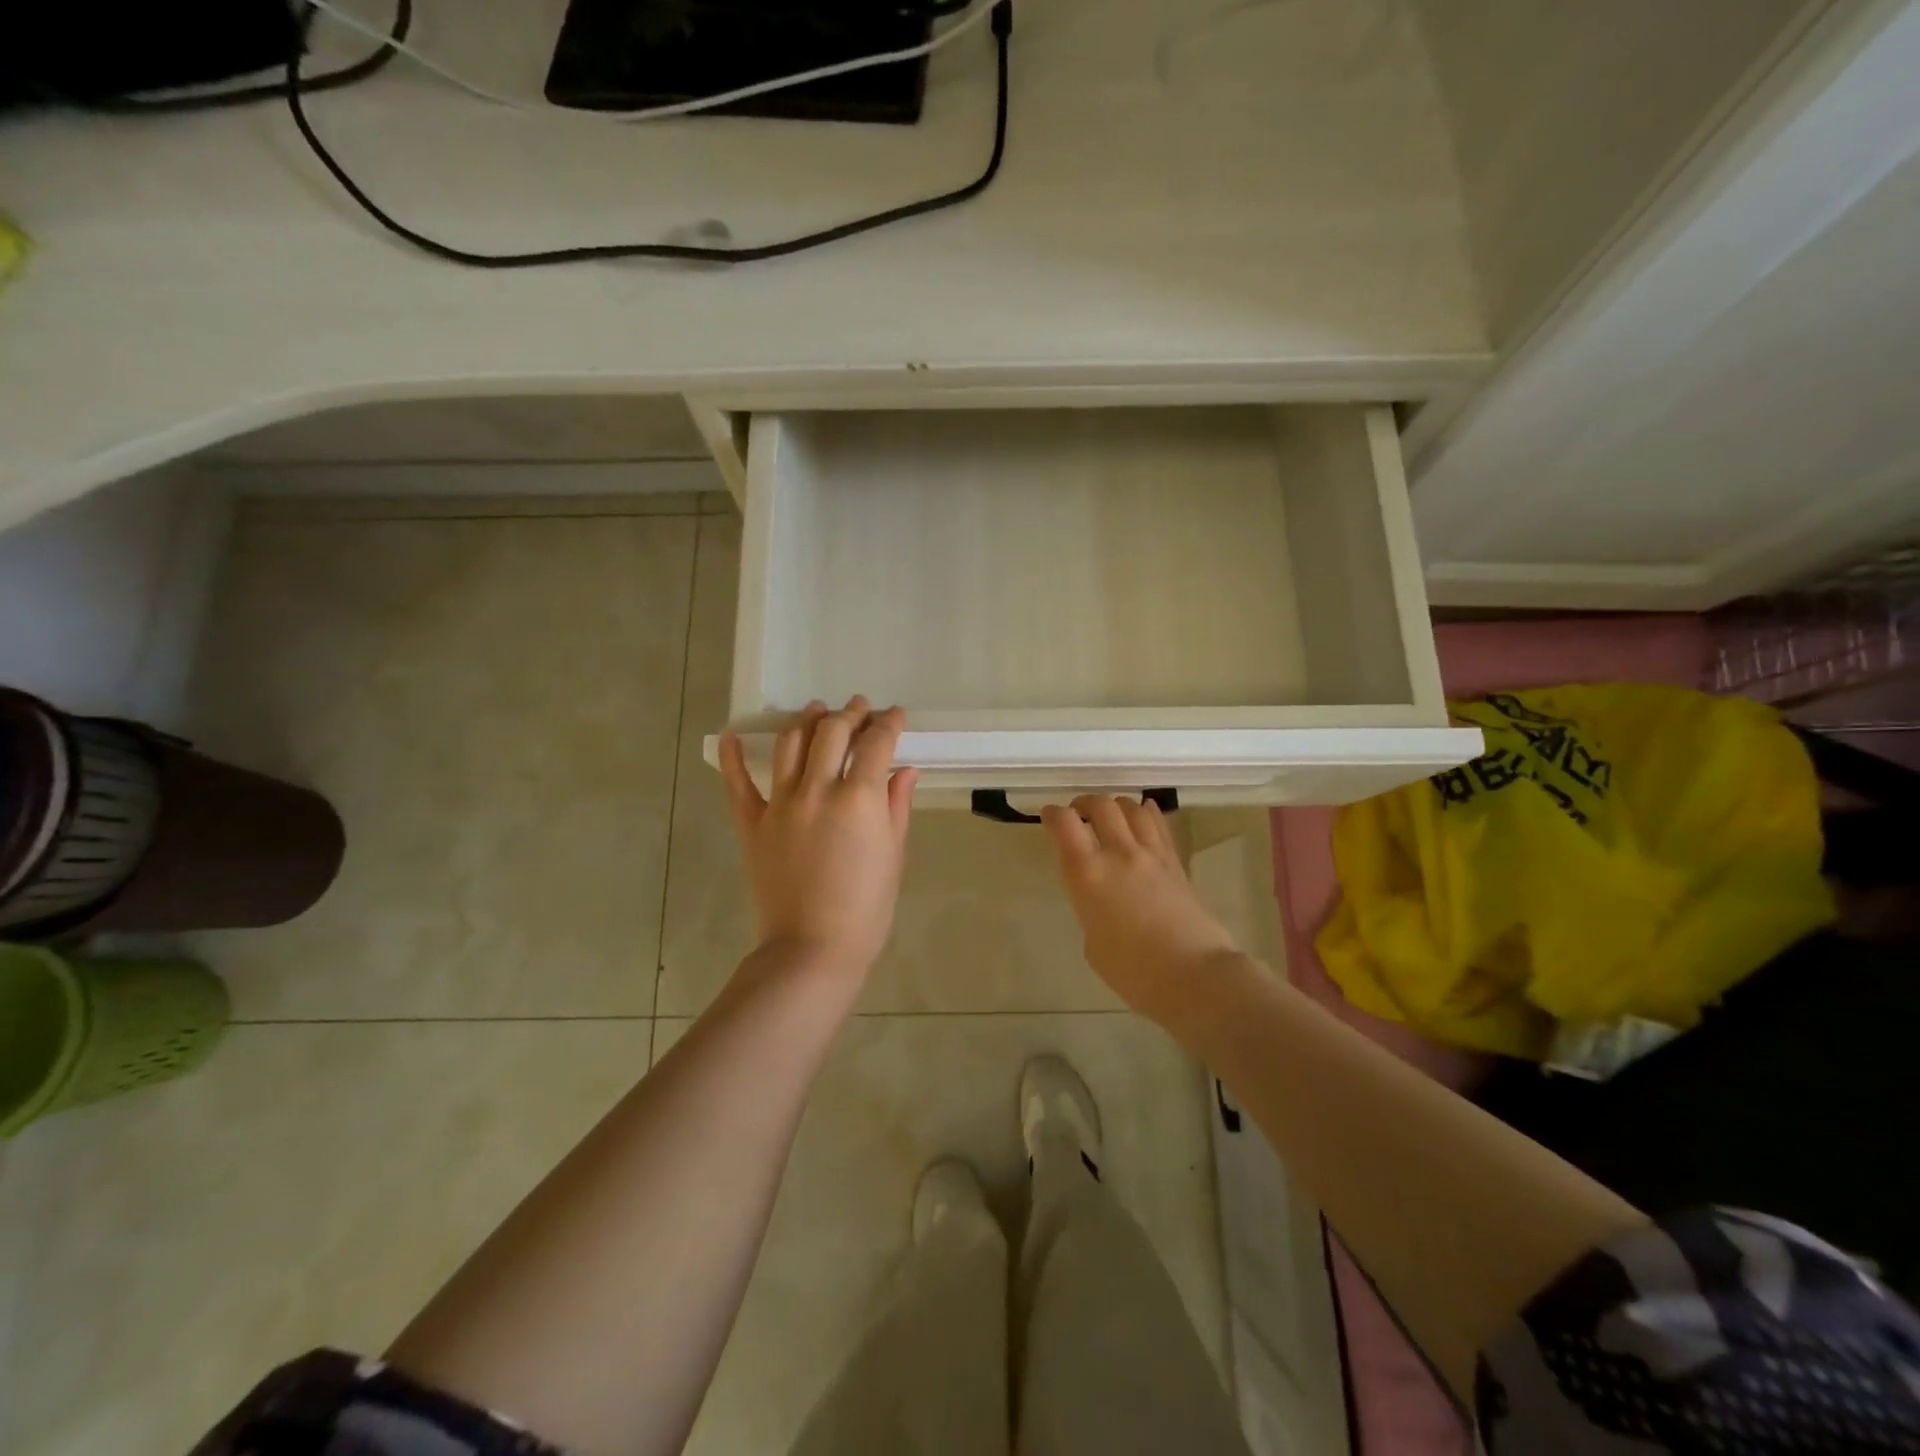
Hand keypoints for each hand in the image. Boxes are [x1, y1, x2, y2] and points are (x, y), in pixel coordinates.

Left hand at [720, 697, 917, 977]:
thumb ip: (896, 806)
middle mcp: (818, 789)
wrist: (812, 949)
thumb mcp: (893, 855)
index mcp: (859, 798)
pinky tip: (733, 737)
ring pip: (791, 744)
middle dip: (850, 714)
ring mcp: (780, 804)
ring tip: (816, 712)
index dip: (888, 723)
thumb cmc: (866, 908)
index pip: (875, 743)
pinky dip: (734, 758)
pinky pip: (738, 784)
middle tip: (860, 709)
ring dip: (806, 721)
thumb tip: (904, 771)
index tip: (894, 716)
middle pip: (832, 732)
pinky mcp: (752, 823)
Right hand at [1041, 795, 1238, 1028]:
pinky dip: (1146, 812)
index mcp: (1087, 874)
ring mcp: (1151, 855)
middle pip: (1100, 805)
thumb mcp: (1092, 941)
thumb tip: (1101, 898)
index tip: (1048, 817)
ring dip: (1115, 804)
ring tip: (1110, 814)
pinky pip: (1159, 825)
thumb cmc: (1132, 971)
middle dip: (1084, 803)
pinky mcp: (1175, 862)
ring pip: (1132, 808)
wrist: (1193, 975)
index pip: (1064, 824)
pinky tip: (1143, 811)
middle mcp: (1118, 854)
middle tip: (1078, 814)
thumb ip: (1090, 907)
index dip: (1052, 814)